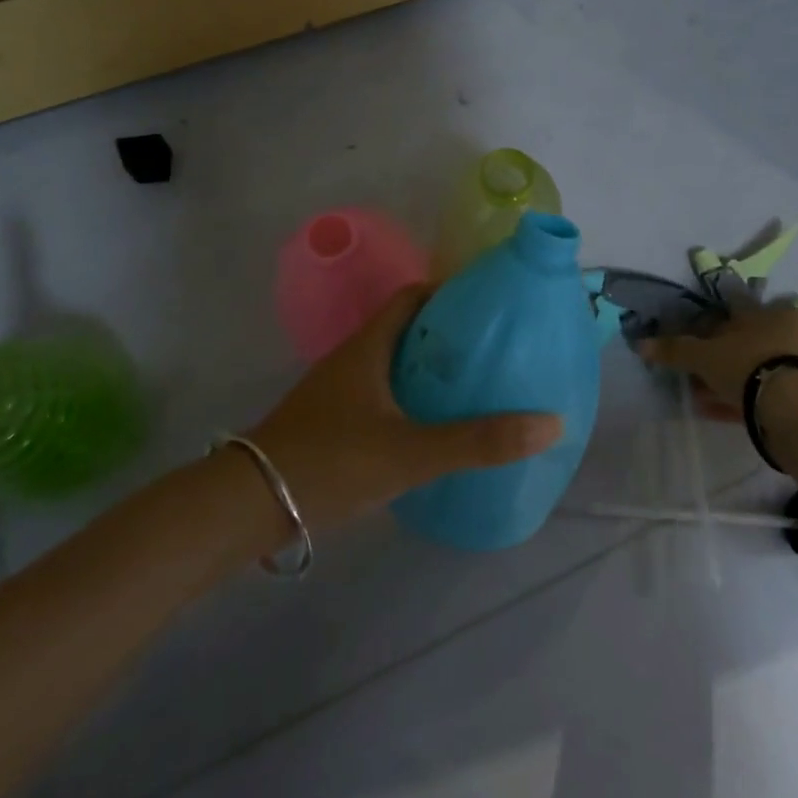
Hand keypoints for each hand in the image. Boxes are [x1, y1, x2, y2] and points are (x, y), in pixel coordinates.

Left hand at [248, 285, 562, 531]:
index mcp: (369, 346)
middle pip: (407, 329)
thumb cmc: (329, 461)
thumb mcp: (409, 452)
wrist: (247, 505)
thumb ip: (477, 441)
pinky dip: (411, 399)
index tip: (489, 303)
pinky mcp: (333, 422)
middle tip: (493, 348)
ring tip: (473, 385)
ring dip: (429, 369)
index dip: (450, 292)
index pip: (413, 297)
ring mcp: (339, 391)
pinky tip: (433, 426)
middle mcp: (354, 358)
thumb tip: (550, 423)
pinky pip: (382, 394)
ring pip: (394, 363)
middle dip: (448, 334)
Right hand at [637, 302, 797, 421]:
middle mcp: (793, 332)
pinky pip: (766, 392)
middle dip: (718, 357)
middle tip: (694, 373)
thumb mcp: (704, 355)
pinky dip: (742, 399)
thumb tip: (640, 344)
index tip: (693, 338)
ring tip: (701, 398)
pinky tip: (719, 412)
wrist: (796, 409)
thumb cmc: (749, 365)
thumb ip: (675, 349)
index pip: (736, 311)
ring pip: (755, 369)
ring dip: (727, 381)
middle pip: (745, 342)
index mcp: (774, 312)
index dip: (710, 325)